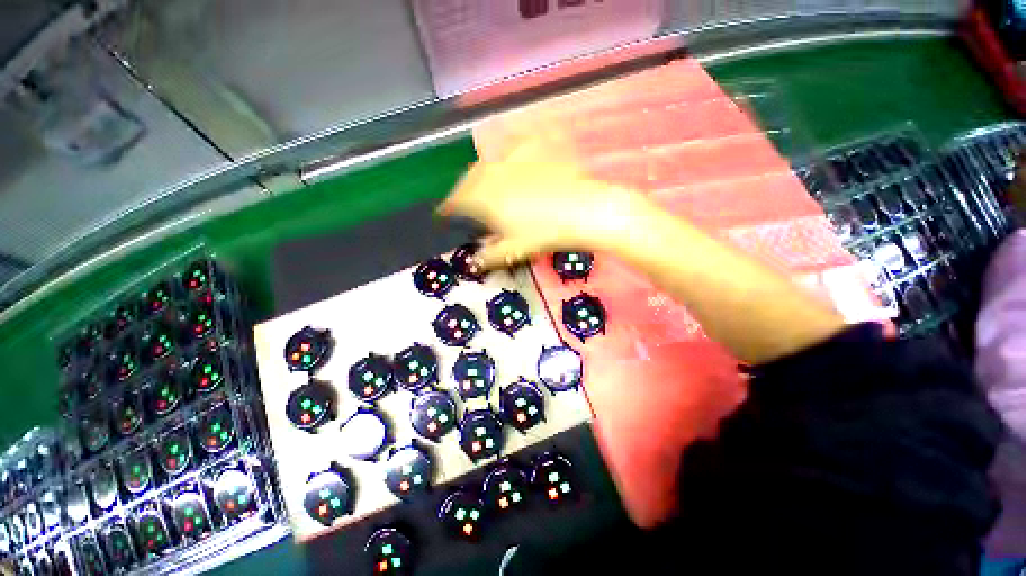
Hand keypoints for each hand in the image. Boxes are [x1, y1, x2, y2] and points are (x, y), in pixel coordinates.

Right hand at [437, 134, 641, 268]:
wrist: (581, 211)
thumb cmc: (544, 233)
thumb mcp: (514, 249)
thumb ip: (490, 255)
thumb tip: (475, 262)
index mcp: (484, 199)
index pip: (456, 201)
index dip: (448, 208)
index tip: (445, 212)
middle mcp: (492, 174)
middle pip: (469, 178)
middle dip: (464, 190)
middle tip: (466, 200)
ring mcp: (514, 158)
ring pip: (488, 161)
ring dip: (481, 172)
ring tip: (485, 182)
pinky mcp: (534, 147)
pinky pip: (515, 141)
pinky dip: (508, 146)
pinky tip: (510, 152)